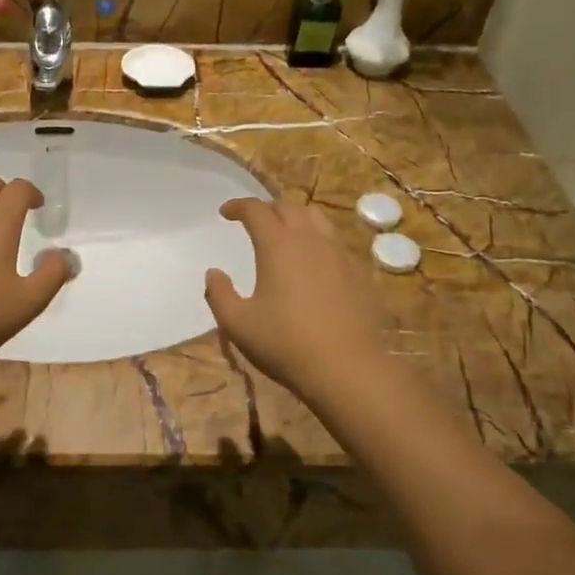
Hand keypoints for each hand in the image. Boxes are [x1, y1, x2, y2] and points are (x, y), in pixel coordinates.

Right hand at [204, 199, 389, 407]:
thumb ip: (219, 294)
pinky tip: (315, 263)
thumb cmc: (286, 343)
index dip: (238, 206)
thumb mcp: (237, 323)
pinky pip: (336, 242)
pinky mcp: (360, 272)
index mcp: (277, 245)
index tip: (226, 213)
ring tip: (286, 234)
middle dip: (267, 209)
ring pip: (317, 218)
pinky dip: (320, 241)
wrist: (349, 369)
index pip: (255, 210)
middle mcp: (310, 239)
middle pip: (288, 207)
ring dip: (297, 218)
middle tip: (254, 223)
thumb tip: (214, 273)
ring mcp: (340, 253)